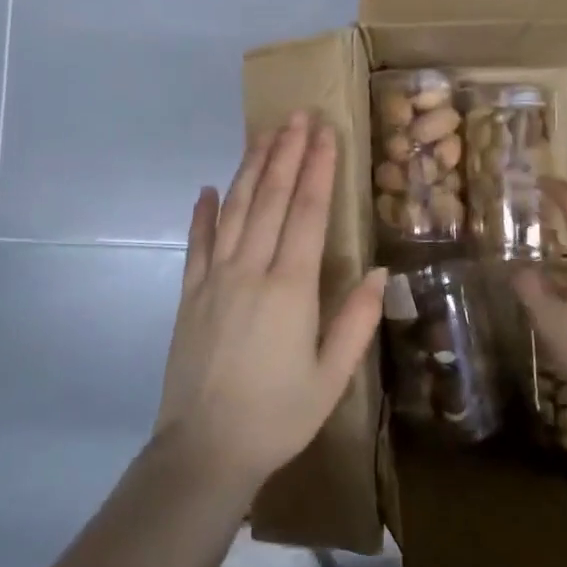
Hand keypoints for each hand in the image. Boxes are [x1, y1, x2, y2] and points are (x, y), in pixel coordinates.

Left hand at [154, 110, 387, 494]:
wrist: (204, 450)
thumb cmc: (277, 416)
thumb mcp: (331, 377)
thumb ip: (356, 321)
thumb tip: (377, 271)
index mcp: (289, 288)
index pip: (306, 212)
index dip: (317, 169)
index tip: (324, 133)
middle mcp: (250, 270)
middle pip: (270, 199)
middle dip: (285, 153)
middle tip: (297, 116)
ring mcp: (214, 278)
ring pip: (235, 210)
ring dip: (250, 169)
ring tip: (264, 134)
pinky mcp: (189, 294)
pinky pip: (197, 243)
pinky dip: (203, 213)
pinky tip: (208, 188)